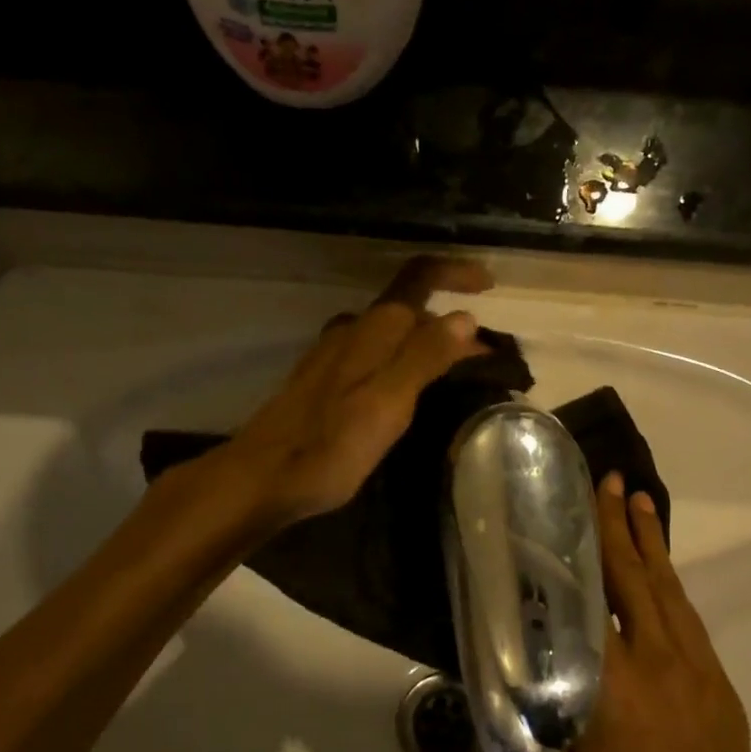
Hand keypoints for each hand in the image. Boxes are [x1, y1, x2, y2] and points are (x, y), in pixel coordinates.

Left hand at [218, 256, 492, 526]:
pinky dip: (403, 362)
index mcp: (371, 330)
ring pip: (390, 334)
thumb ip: (424, 357)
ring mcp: (332, 356)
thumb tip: (464, 317)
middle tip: (484, 358)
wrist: (261, 478)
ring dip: (427, 343)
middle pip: (408, 308)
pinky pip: (374, 356)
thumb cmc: (328, 446)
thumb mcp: (387, 404)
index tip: (490, 286)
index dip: (456, 273)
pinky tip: (409, 392)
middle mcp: (351, 331)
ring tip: (456, 374)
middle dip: (448, 321)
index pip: (419, 278)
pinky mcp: (323, 382)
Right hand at [542, 474, 750, 751]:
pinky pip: (690, 622)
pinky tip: (661, 579)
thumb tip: (505, 686)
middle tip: (613, 481)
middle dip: (623, 525)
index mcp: (614, 681)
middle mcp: (660, 662)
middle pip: (638, 578)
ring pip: (671, 593)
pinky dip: (672, 587)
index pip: (593, 595)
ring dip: (653, 546)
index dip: (586, 545)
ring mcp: (697, 672)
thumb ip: (532, 726)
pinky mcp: (719, 689)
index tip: (578, 503)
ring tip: (642, 505)